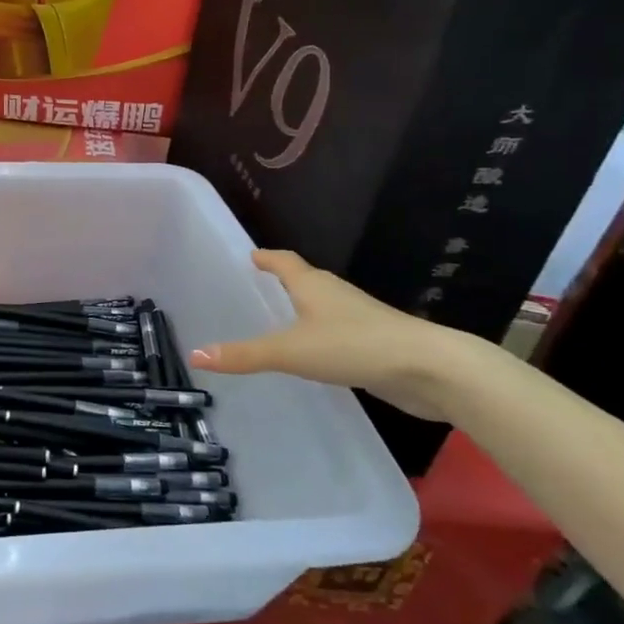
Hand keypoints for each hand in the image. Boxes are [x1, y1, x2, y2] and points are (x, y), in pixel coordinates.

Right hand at [189, 250, 470, 420]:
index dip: (266, 257)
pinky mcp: (374, 343)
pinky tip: (313, 351)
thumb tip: (194, 354)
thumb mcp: (290, 352)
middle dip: (283, 279)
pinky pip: (337, 331)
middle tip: (259, 284)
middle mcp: (335, 294)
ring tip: (281, 316)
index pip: (284, 261)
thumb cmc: (353, 346)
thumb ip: (244, 355)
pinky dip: (319, 334)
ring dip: (303, 307)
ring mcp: (358, 318)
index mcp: (313, 285)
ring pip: (323, 305)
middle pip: (305, 279)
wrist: (429, 369)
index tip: (250, 254)